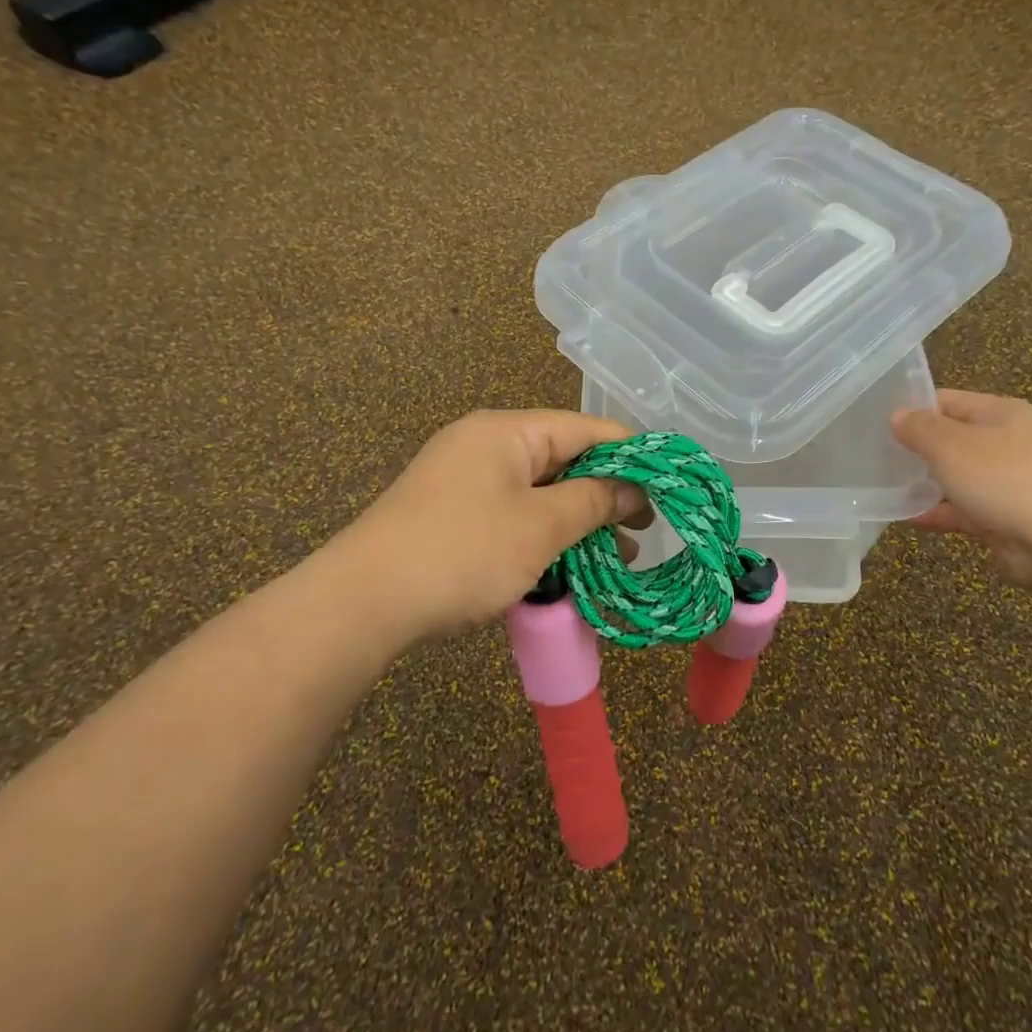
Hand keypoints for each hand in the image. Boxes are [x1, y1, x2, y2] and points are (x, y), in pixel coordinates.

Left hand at [336, 410, 650, 640]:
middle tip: (644, 530)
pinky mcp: (453, 512)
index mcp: (507, 431)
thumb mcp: (541, 527)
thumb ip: (593, 501)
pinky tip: (568, 564)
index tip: (668, 488)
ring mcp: (465, 478)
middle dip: (606, 494)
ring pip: (540, 490)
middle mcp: (486, 443)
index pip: (586, 429)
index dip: (632, 456)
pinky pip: (513, 512)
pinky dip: (544, 533)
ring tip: (617, 556)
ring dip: (578, 520)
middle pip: (564, 457)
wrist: (363, 602)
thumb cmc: (463, 553)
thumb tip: (634, 489)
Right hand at [891, 390, 1031, 585]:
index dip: (913, 409)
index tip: (876, 423)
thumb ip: (919, 428)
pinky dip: (937, 511)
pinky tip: (906, 517)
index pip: (947, 400)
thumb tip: (897, 416)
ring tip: (883, 487)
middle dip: (916, 448)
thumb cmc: (1004, 478)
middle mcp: (1007, 442)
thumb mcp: (950, 444)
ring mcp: (1007, 481)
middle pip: (951, 438)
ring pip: (956, 476)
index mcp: (1000, 413)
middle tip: (875, 456)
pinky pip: (962, 509)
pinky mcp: (1004, 516)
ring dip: (924, 482)